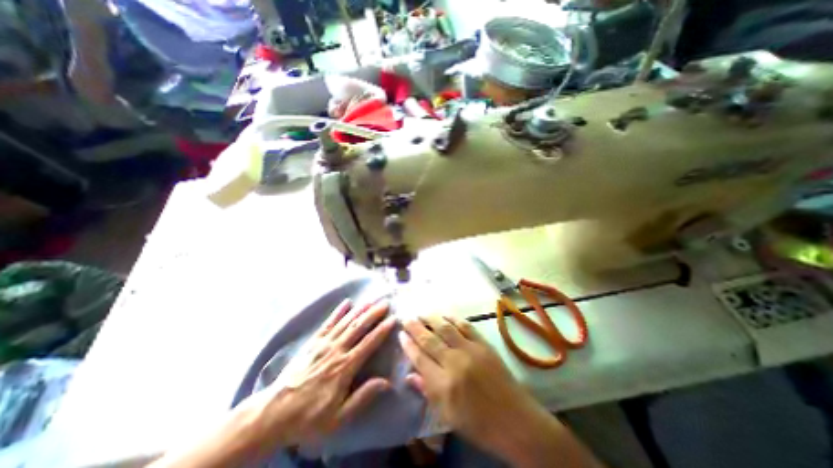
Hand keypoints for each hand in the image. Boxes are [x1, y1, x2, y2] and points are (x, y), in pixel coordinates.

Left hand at [149, 300, 395, 467]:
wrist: (274, 413)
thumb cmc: (309, 417)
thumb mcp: (339, 417)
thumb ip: (363, 397)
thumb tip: (387, 382)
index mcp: (344, 368)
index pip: (368, 343)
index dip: (382, 330)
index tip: (393, 319)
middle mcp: (336, 350)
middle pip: (358, 328)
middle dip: (373, 314)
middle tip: (385, 303)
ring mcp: (323, 344)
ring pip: (346, 322)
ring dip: (360, 310)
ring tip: (372, 300)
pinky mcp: (313, 342)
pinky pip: (328, 323)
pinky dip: (338, 312)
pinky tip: (346, 302)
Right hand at [399, 314, 601, 467]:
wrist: (515, 421)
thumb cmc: (478, 424)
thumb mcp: (447, 416)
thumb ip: (427, 391)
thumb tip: (409, 375)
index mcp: (443, 385)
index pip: (419, 358)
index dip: (408, 345)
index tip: (400, 334)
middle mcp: (454, 362)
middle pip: (429, 339)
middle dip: (415, 327)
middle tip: (406, 318)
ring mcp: (471, 350)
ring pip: (445, 328)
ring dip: (431, 318)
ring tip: (422, 313)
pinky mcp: (484, 344)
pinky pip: (465, 326)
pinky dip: (453, 319)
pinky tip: (445, 315)